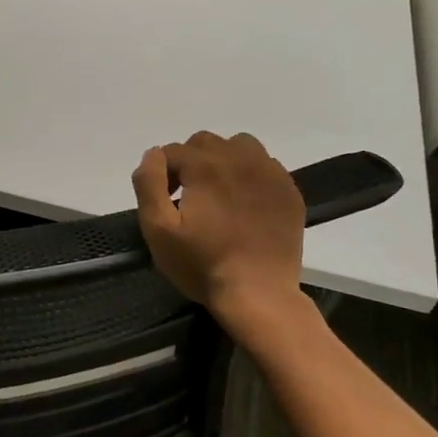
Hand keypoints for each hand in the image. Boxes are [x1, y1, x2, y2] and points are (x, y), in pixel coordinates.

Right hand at [132, 132, 307, 336]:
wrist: (259, 294)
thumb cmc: (202, 264)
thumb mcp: (158, 229)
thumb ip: (148, 184)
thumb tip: (153, 154)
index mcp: (206, 166)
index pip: (173, 151)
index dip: (161, 174)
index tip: (164, 202)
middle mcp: (240, 158)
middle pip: (205, 142)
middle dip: (189, 162)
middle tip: (187, 197)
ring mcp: (270, 173)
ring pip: (239, 146)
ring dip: (221, 160)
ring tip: (217, 193)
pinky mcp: (289, 191)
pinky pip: (265, 165)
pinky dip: (249, 174)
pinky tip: (244, 203)